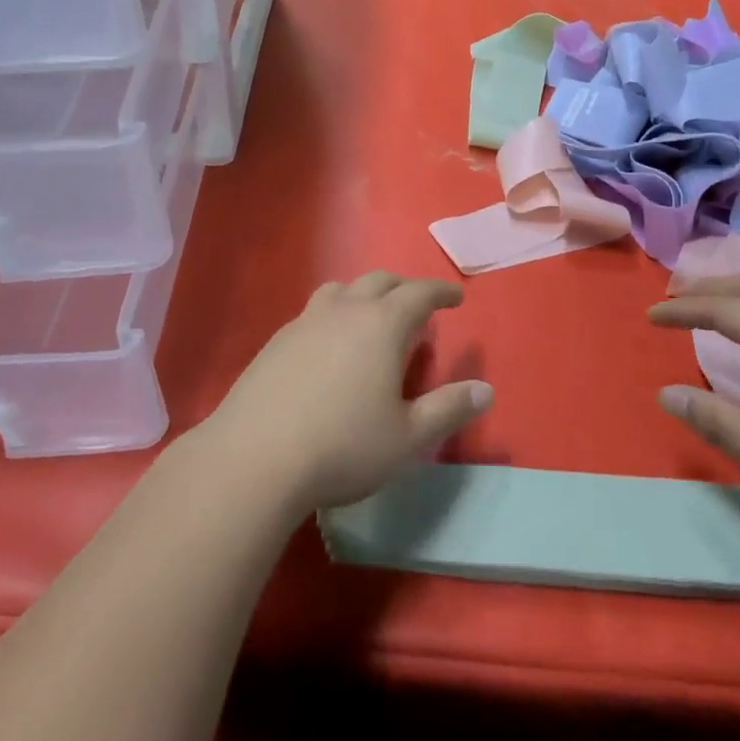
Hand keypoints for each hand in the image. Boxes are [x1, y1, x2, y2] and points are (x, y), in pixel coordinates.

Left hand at [204, 272, 493, 514]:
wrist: (254, 458)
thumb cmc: (343, 447)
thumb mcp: (408, 438)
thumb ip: (449, 410)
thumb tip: (485, 390)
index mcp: (382, 325)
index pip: (419, 293)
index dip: (441, 292)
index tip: (456, 296)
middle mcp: (344, 311)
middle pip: (379, 282)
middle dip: (404, 289)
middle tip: (418, 307)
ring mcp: (304, 322)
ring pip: (340, 290)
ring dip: (363, 295)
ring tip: (370, 319)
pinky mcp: (275, 342)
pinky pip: (313, 313)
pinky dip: (333, 316)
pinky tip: (328, 348)